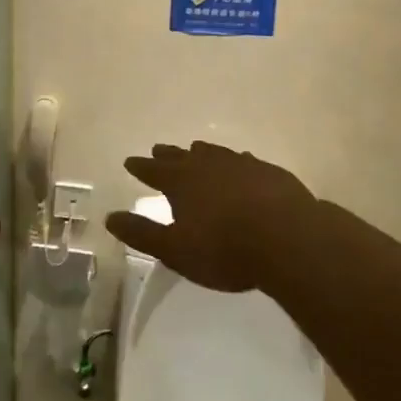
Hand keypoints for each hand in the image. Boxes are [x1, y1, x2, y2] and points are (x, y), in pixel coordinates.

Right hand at [104, 141, 317, 292]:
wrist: (289, 239)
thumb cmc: (225, 249)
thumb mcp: (175, 250)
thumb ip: (142, 234)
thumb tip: (110, 218)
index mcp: (181, 181)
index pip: (153, 170)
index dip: (141, 167)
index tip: (130, 162)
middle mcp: (208, 165)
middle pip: (182, 155)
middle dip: (168, 155)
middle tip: (158, 149)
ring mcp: (241, 165)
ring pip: (214, 153)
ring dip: (201, 152)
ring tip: (196, 150)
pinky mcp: (270, 172)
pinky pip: (244, 161)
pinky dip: (234, 162)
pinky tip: (241, 165)